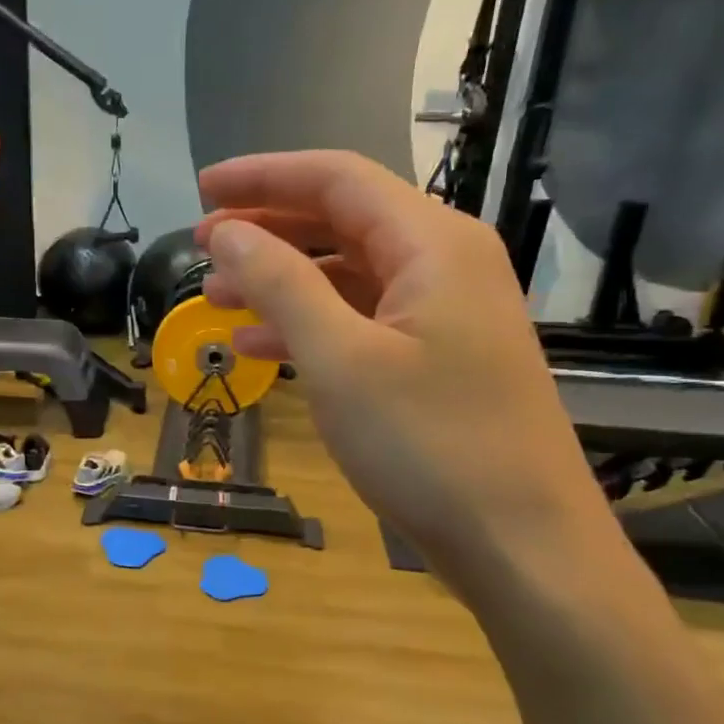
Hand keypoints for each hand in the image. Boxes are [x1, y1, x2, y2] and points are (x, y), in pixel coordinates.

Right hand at [196, 150, 607, 584]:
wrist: (521, 545)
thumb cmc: (428, 444)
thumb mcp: (339, 359)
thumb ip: (280, 283)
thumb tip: (226, 231)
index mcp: (432, 243)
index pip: (337, 179)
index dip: (263, 177)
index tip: (202, 188)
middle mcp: (444, 264)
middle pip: (342, 221)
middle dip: (267, 229)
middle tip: (201, 246)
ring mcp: (444, 315)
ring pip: (347, 275)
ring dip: (281, 281)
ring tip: (216, 299)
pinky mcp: (437, 360)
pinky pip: (362, 321)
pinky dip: (309, 326)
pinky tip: (258, 348)